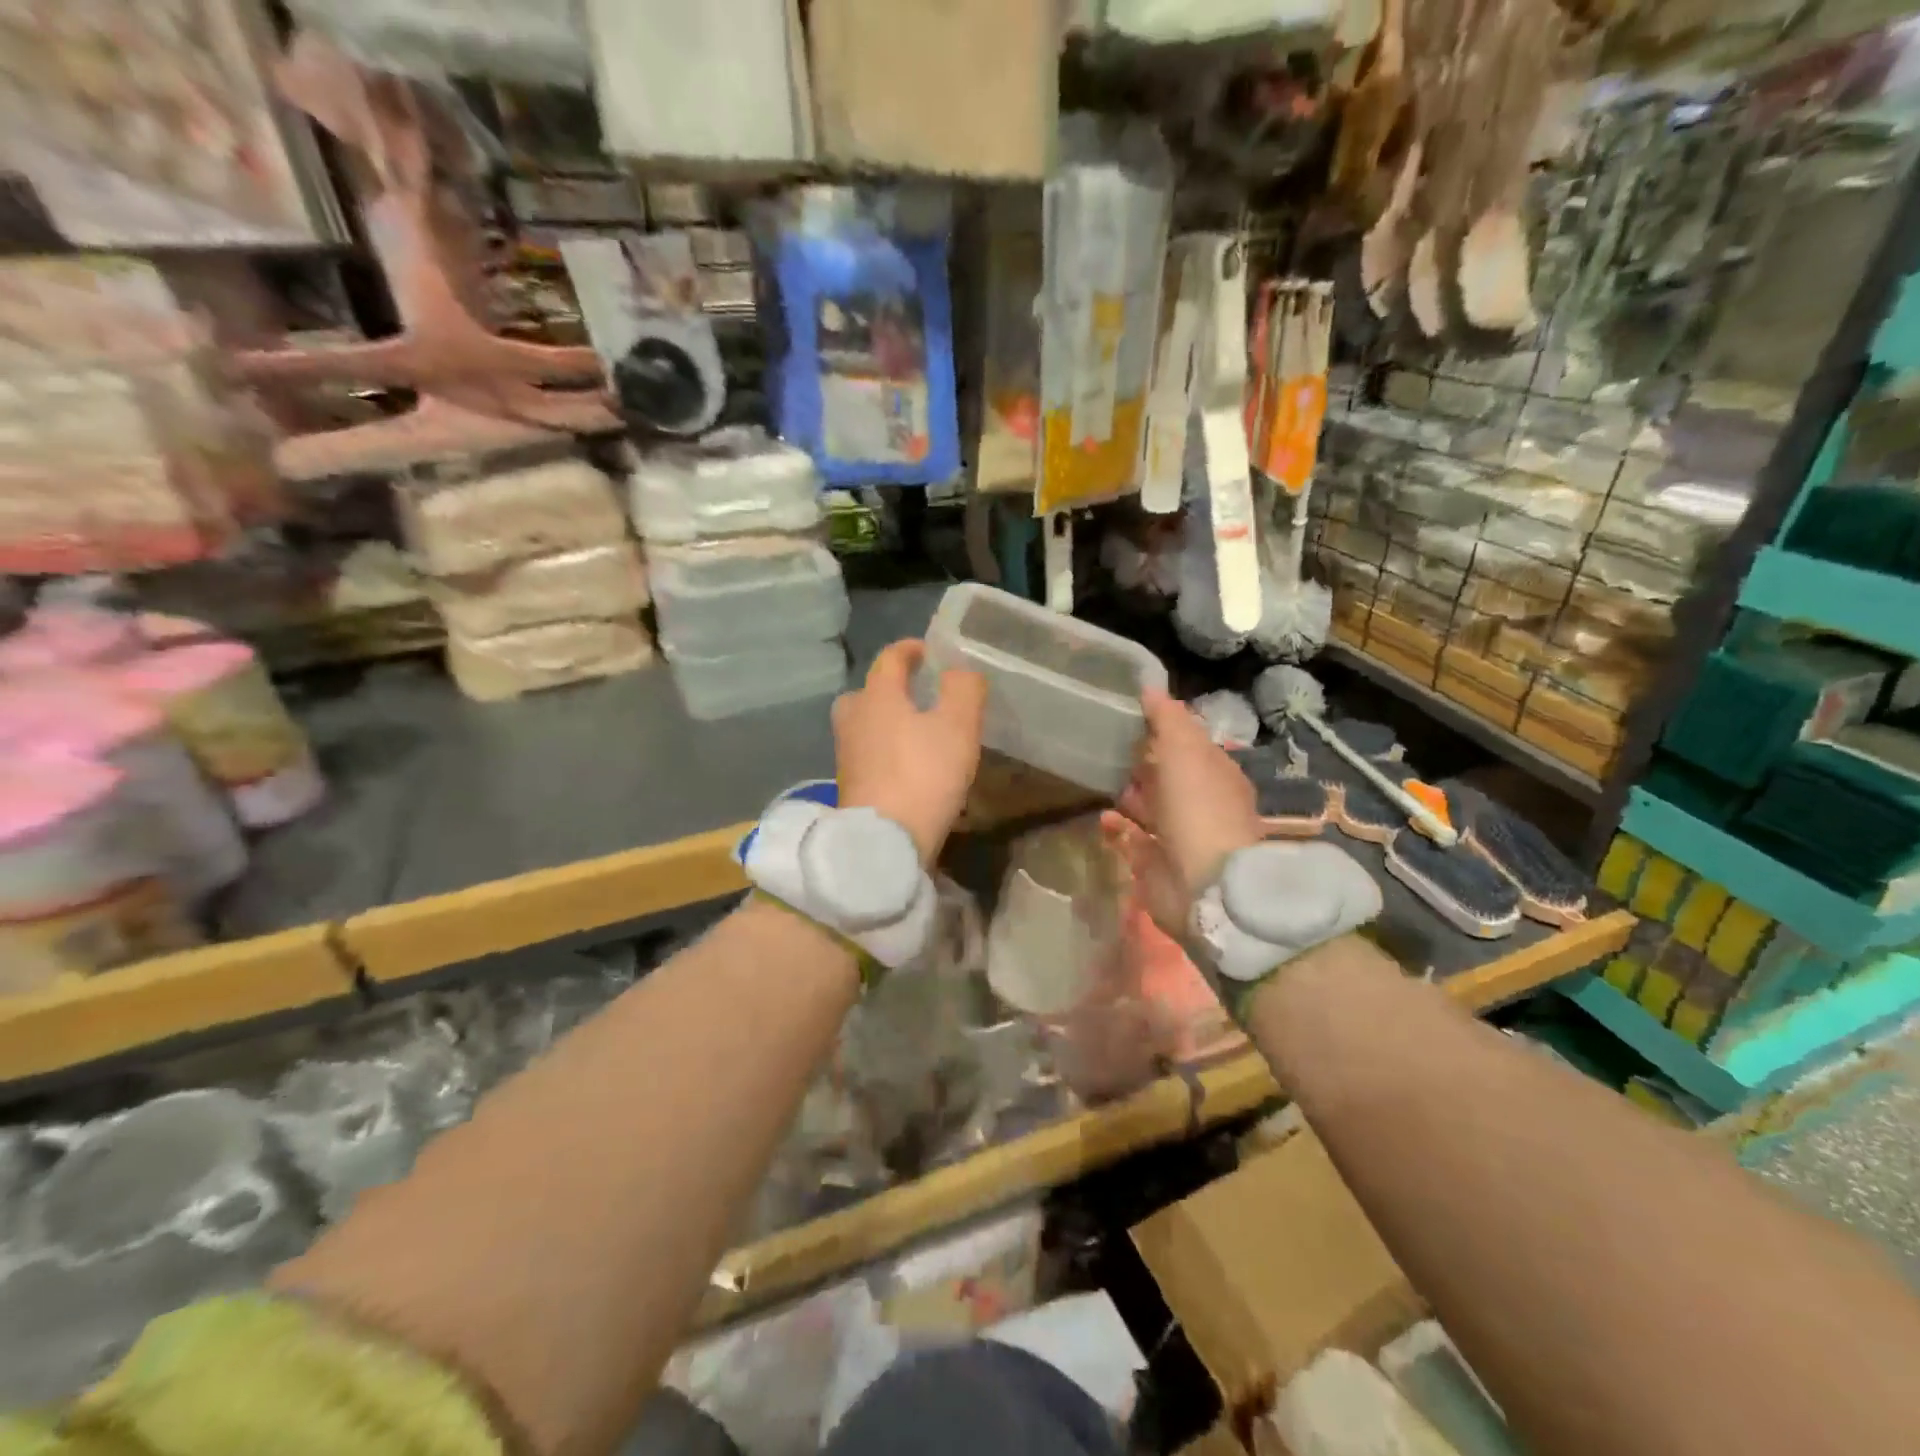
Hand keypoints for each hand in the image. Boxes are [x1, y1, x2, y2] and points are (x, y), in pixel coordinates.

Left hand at [834, 639, 987, 864]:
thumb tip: (959, 671)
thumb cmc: (923, 774)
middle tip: (920, 695)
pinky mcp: (848, 785)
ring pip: (866, 725)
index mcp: (877, 695)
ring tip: (919, 732)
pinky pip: (868, 754)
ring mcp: (846, 754)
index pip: (890, 658)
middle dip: (892, 688)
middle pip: (869, 692)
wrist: (884, 841)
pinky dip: (886, 751)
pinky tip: (908, 766)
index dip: (911, 650)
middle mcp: (854, 718)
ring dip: (888, 721)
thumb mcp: (958, 726)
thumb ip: (963, 689)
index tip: (930, 652)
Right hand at [1119, 688, 1263, 916]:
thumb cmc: (1198, 808)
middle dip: (1142, 762)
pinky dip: (1118, 829)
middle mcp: (1199, 803)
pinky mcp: (1156, 864)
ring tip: (1098, 777)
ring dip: (1129, 795)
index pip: (1187, 744)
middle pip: (1167, 776)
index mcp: (1214, 773)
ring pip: (1150, 808)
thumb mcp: (1185, 751)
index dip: (1161, 729)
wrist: (1205, 884)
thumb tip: (1150, 686)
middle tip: (1105, 745)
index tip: (1128, 714)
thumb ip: (1168, 719)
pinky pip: (1133, 841)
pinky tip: (1102, 818)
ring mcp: (1179, 836)